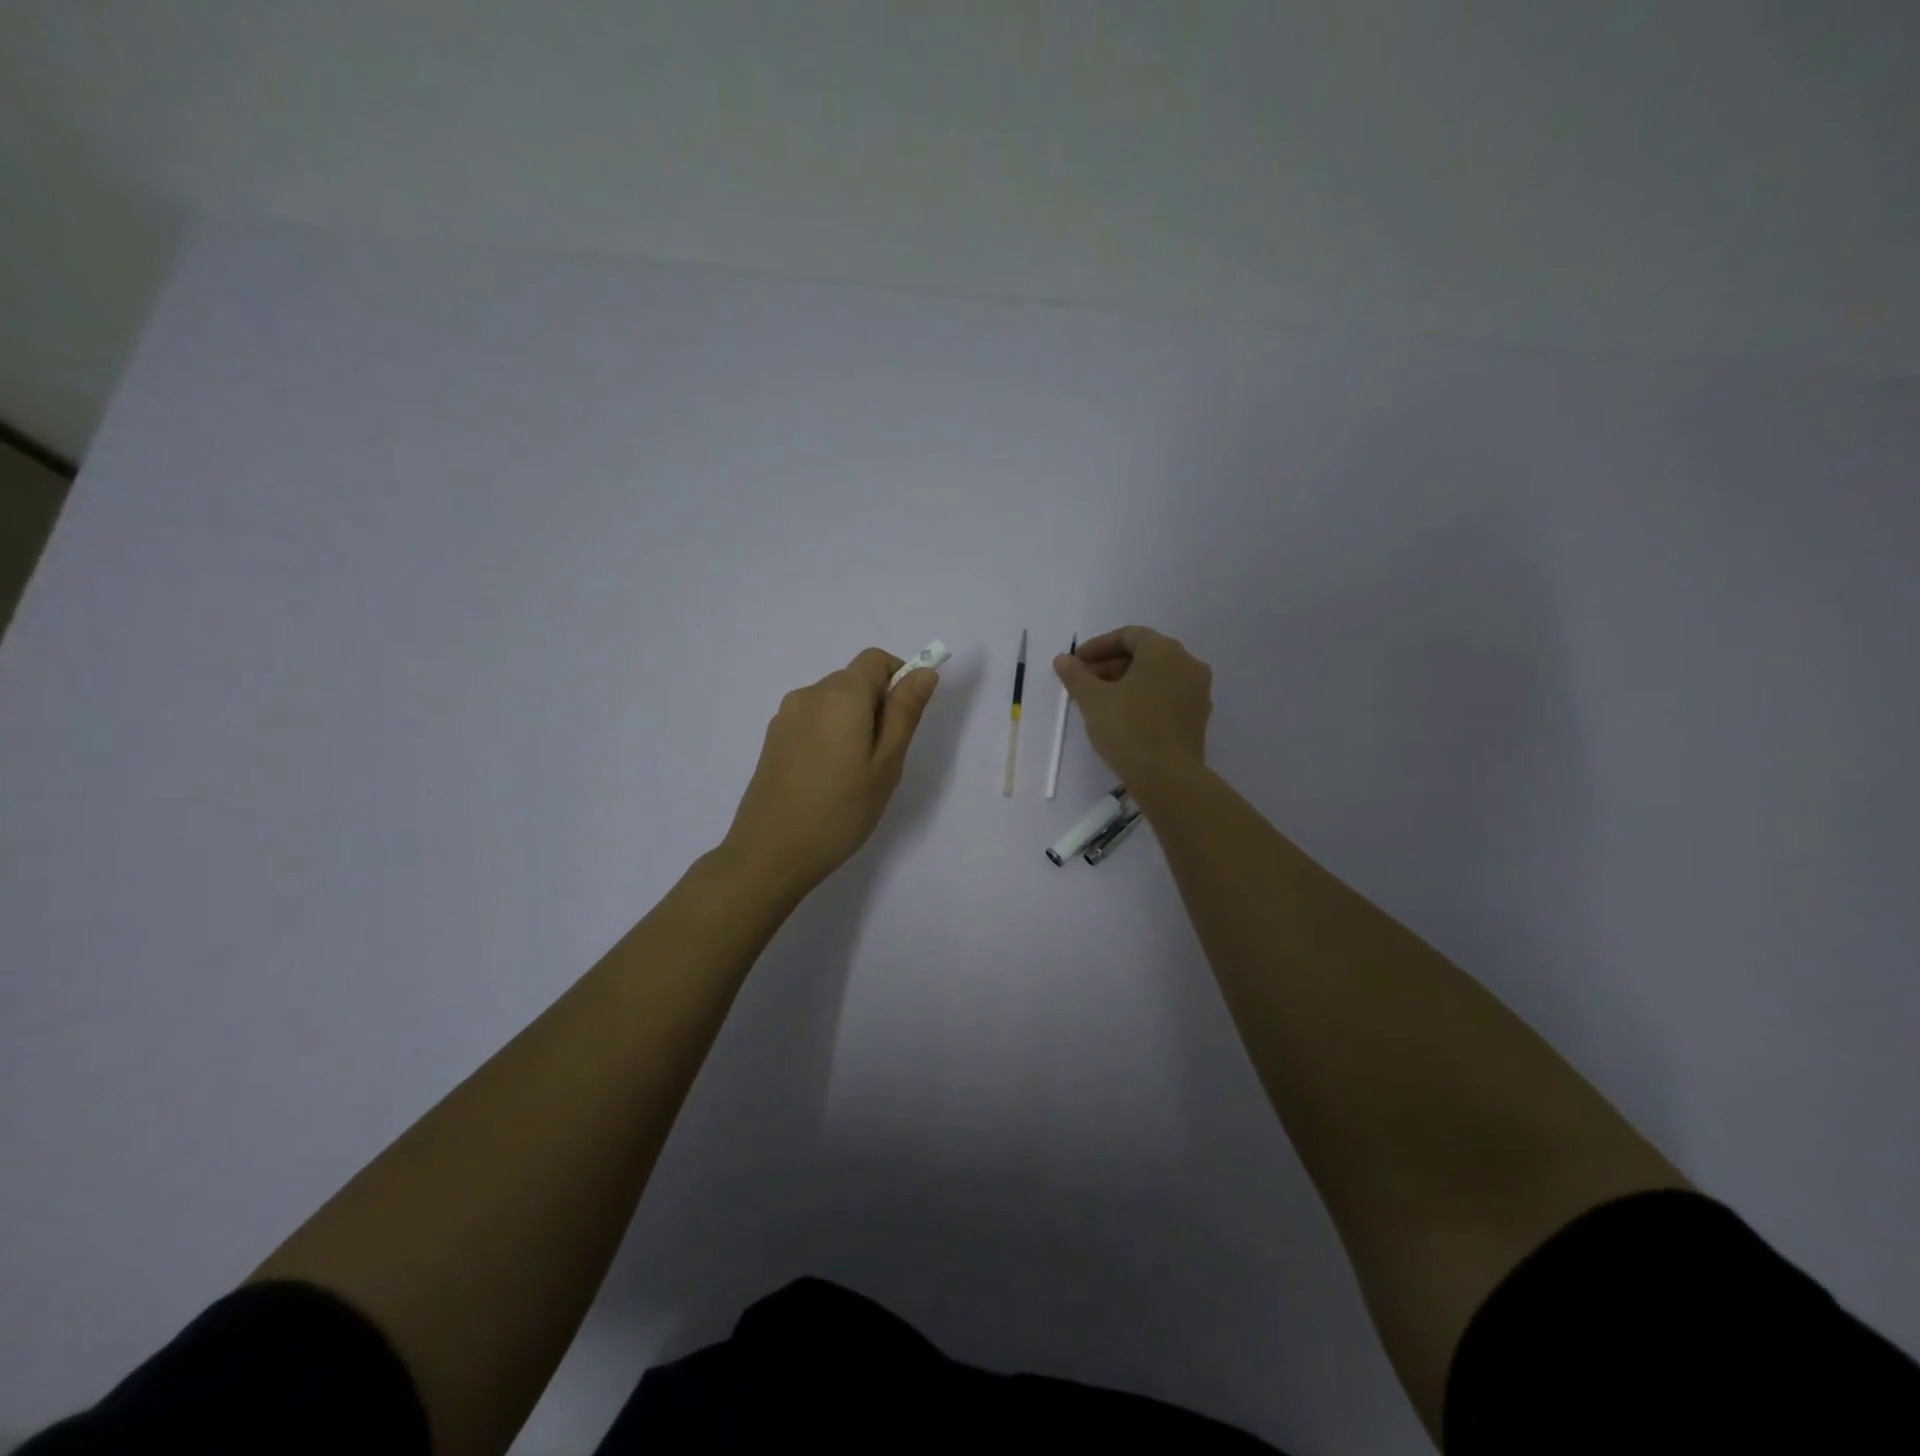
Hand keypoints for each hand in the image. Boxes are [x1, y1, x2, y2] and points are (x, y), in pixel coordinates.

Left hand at [722, 648, 939, 899]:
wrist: (769, 853)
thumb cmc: (840, 810)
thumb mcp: (886, 763)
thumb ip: (905, 712)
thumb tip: (923, 671)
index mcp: (840, 695)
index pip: (875, 659)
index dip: (899, 677)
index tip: (906, 719)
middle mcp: (809, 695)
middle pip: (853, 680)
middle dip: (876, 706)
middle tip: (884, 758)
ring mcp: (785, 717)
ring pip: (832, 703)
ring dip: (852, 723)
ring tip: (854, 774)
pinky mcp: (772, 740)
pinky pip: (812, 722)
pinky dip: (829, 736)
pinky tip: (827, 779)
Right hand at [1054, 626, 1211, 785]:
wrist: (1168, 778)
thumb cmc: (1128, 729)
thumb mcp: (1093, 700)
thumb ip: (1076, 675)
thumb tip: (1063, 659)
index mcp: (1164, 651)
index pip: (1128, 636)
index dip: (1098, 646)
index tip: (1076, 663)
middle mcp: (1187, 663)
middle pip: (1143, 655)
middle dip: (1109, 665)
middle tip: (1083, 683)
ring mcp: (1197, 691)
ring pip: (1155, 676)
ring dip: (1125, 682)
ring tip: (1098, 702)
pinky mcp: (1197, 716)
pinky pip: (1166, 695)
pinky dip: (1143, 698)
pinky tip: (1122, 717)